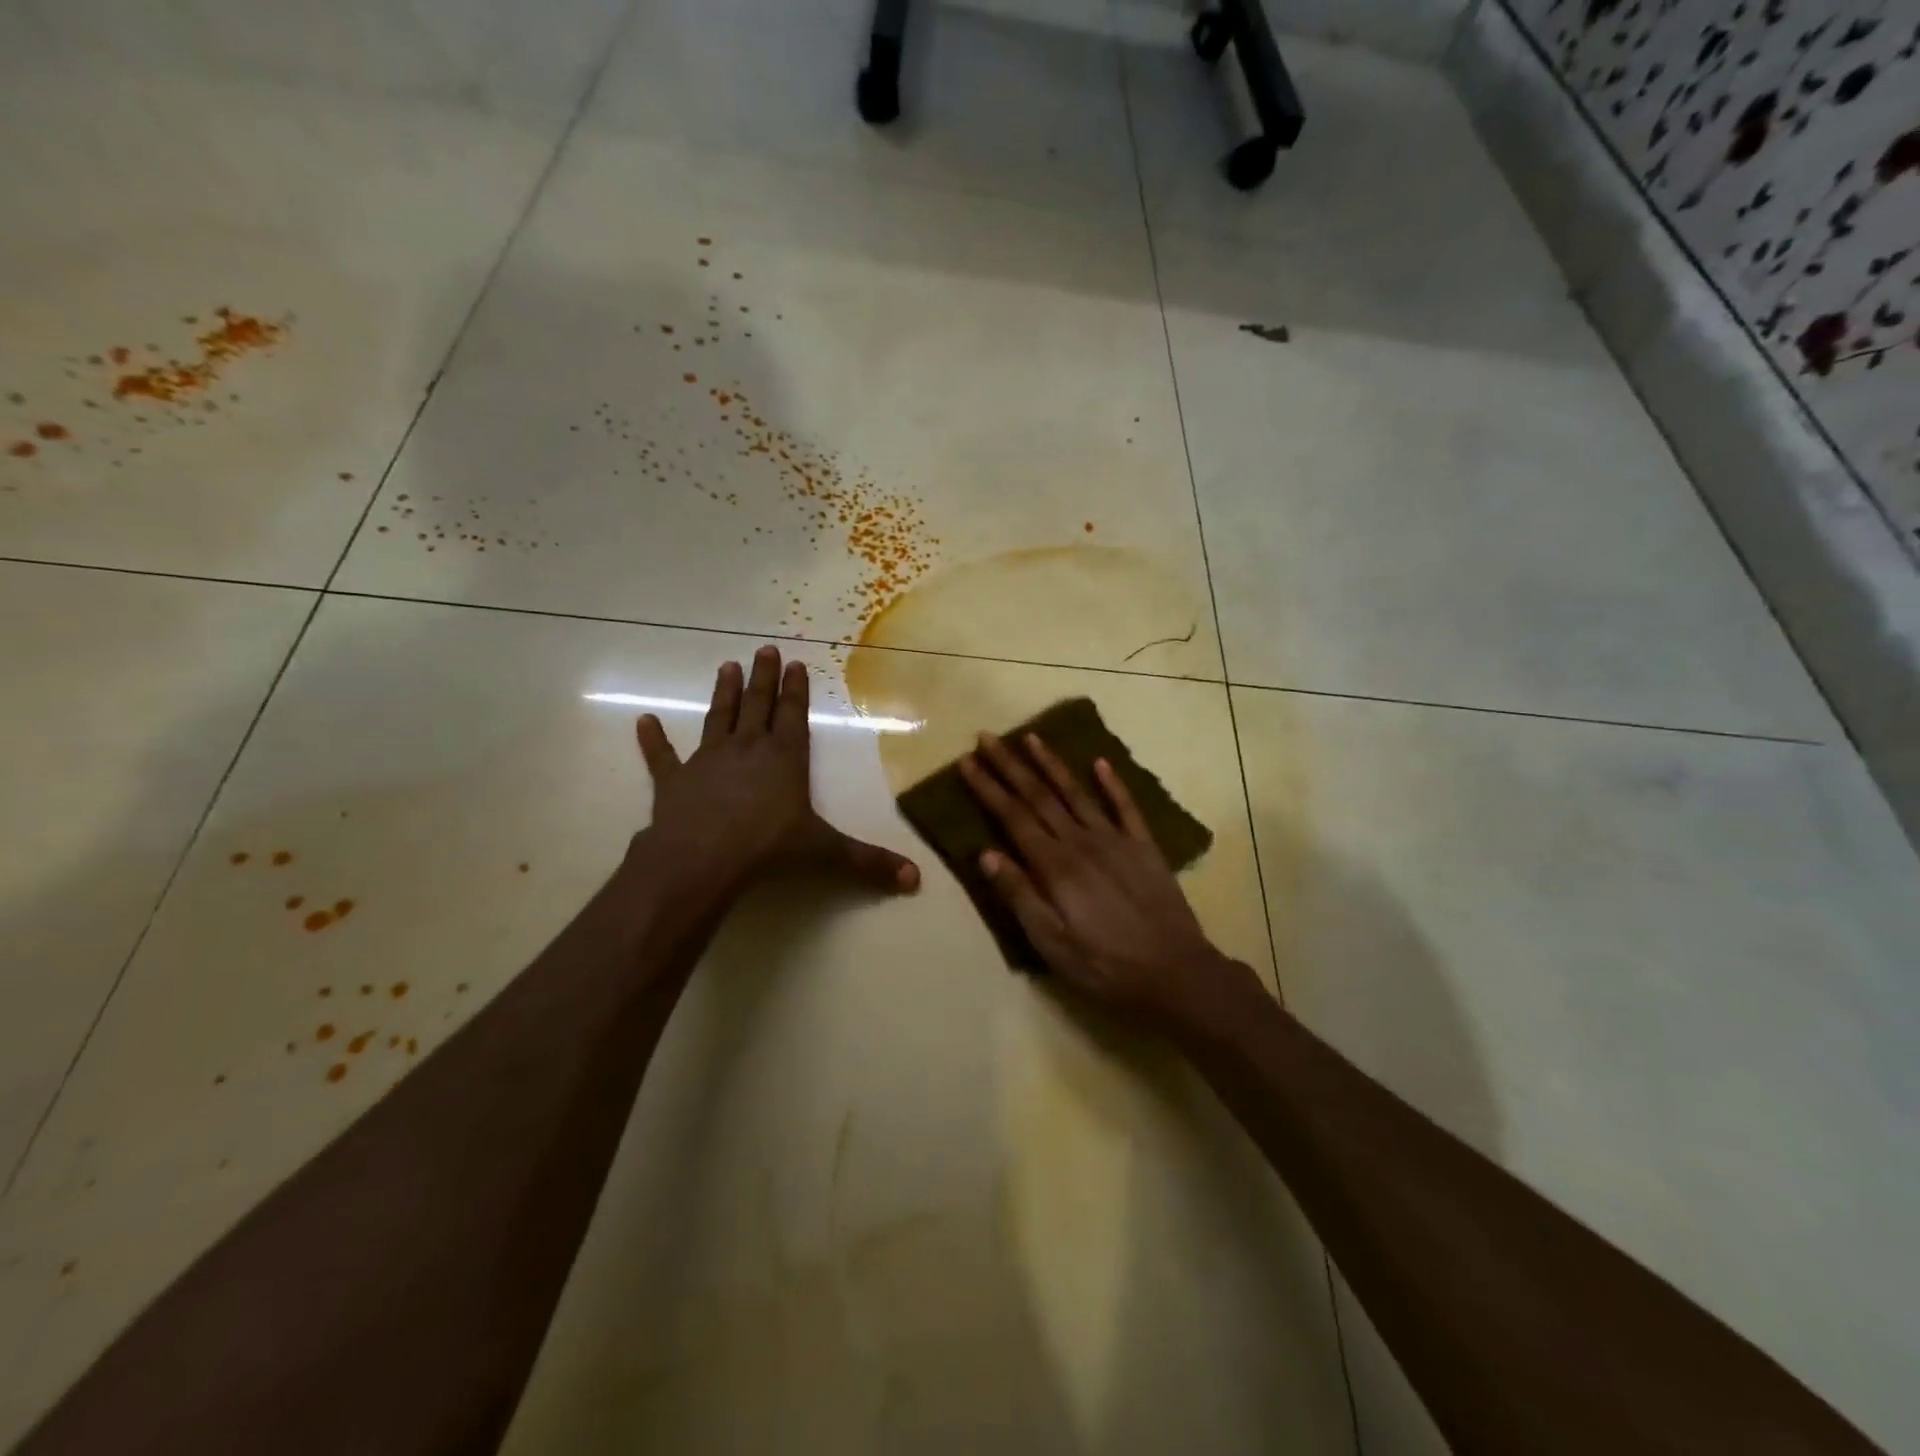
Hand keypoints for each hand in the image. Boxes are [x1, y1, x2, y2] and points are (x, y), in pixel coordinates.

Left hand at [632, 645, 920, 898]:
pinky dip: (653, 740)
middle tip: (764, 650)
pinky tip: (643, 721)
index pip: (794, 715)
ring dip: (724, 694)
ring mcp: (708, 760)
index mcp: (785, 758)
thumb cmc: (769, 847)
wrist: (703, 857)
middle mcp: (748, 749)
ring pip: (718, 719)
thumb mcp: (826, 853)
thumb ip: (868, 863)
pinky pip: (662, 756)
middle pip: (758, 706)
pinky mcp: (674, 780)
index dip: (796, 689)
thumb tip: (916, 880)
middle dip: (763, 678)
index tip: (796, 662)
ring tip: (726, 667)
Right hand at [958, 732, 1255, 1024]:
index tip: (967, 762)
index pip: (1013, 817)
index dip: (988, 788)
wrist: (1174, 973)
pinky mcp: (1144, 847)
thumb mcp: (1051, 942)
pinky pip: (1126, 807)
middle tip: (987, 737)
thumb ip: (1019, 894)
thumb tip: (985, 853)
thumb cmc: (1103, 965)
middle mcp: (1081, 842)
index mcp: (1055, 865)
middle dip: (1010, 765)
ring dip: (1051, 763)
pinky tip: (1100, 762)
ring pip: (1076, 792)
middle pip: (1039, 796)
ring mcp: (1115, 840)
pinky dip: (1112, 783)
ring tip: (1031, 737)